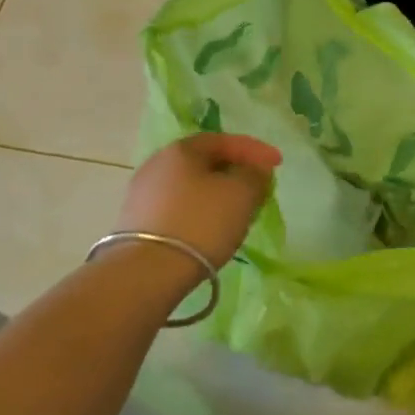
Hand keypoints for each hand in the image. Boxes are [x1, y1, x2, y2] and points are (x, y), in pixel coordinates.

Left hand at [115, 133, 280, 271]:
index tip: (278, 163)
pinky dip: (200, 212)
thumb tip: (254, 170)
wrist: (146, 273)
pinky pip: (178, 208)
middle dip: (235, 171)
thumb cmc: (200, 223)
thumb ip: (254, 175)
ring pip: (191, 186)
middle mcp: (157, 164)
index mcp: (181, 150)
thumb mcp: (241, 194)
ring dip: (217, 194)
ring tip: (238, 211)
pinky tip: (211, 229)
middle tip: (258, 186)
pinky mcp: (136, 223)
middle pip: (205, 162)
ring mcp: (142, 194)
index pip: (224, 140)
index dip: (254, 150)